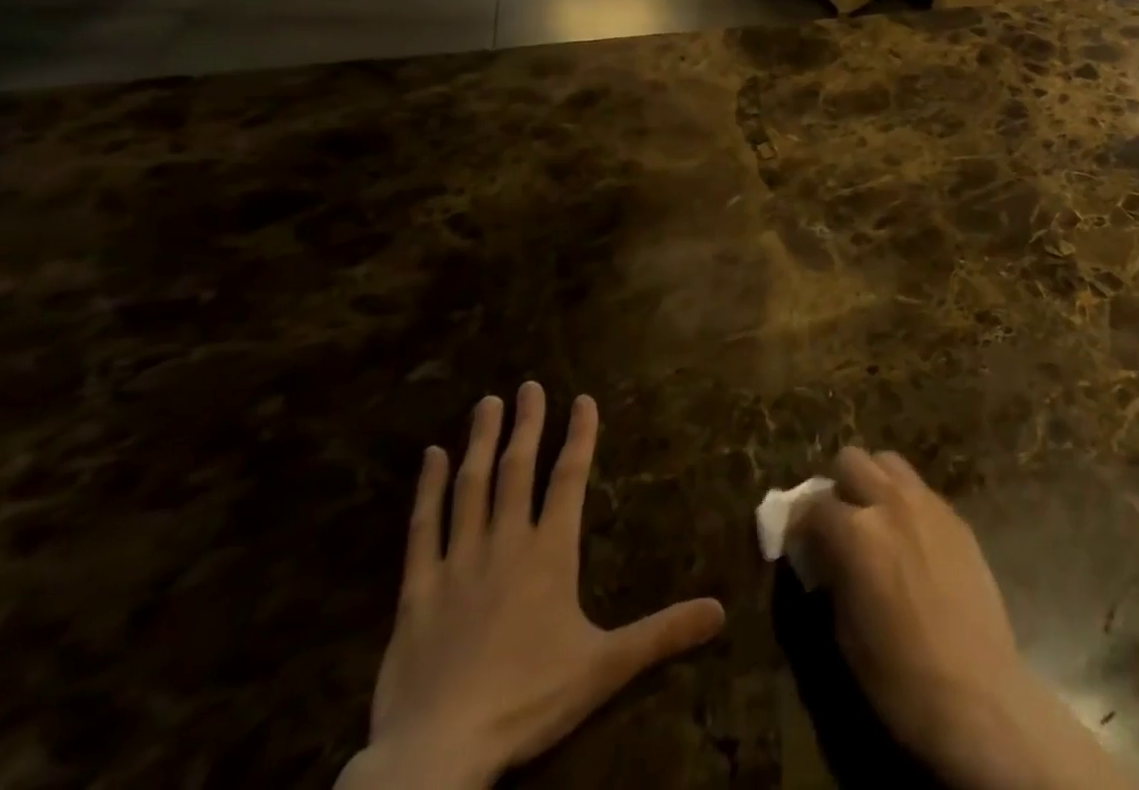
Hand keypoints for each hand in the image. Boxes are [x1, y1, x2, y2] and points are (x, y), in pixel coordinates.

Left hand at [338, 385, 725, 789]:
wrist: (438, 753)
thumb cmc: (528, 700)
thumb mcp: (605, 667)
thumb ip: (662, 634)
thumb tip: (721, 611)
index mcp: (550, 553)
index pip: (569, 479)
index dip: (579, 436)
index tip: (583, 399)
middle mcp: (505, 543)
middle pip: (518, 470)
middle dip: (527, 424)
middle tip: (529, 385)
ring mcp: (457, 562)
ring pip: (471, 487)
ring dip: (481, 442)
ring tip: (487, 403)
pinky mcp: (417, 590)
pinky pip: (422, 528)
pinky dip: (427, 489)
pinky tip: (430, 458)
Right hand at [791, 448, 1135, 789]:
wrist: (977, 695)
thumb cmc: (900, 677)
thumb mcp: (845, 632)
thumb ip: (831, 575)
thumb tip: (822, 554)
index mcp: (856, 532)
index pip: (814, 504)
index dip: (800, 524)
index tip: (800, 543)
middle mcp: (890, 502)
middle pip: (851, 460)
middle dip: (837, 485)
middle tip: (837, 523)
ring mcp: (928, 503)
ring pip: (888, 462)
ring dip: (872, 481)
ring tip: (873, 519)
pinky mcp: (956, 516)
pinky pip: (919, 488)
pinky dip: (903, 499)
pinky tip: (909, 537)